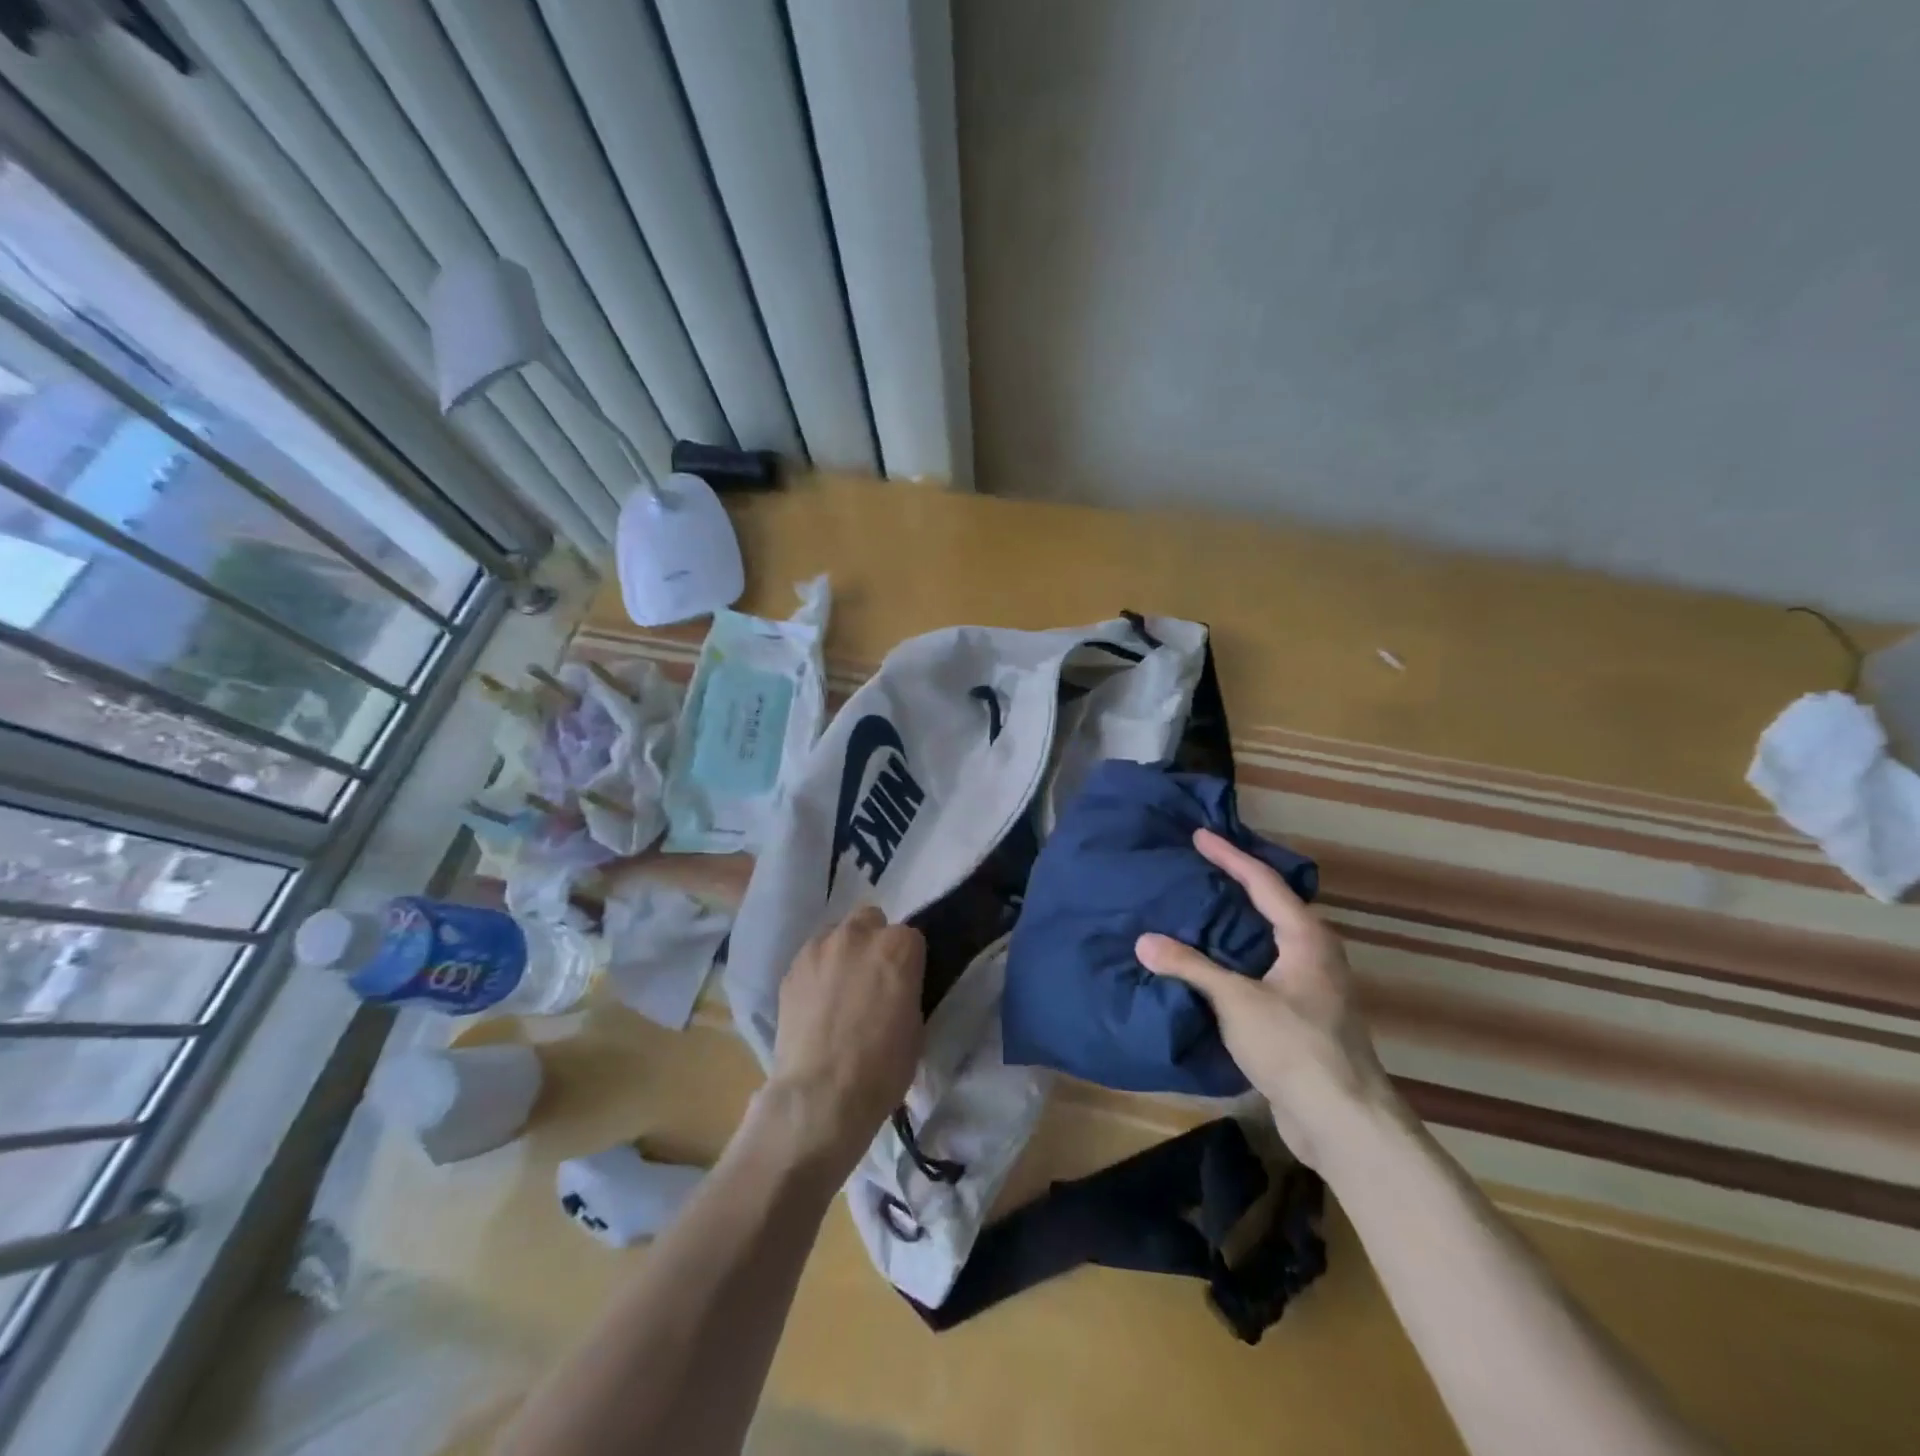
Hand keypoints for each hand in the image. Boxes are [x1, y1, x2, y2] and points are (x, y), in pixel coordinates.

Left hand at [762, 906, 925, 1176]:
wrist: (821, 1096)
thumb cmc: (882, 1068)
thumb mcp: (916, 1026)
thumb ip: (907, 990)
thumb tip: (897, 987)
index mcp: (898, 946)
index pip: (911, 937)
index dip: (908, 961)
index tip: (905, 983)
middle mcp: (859, 935)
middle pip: (871, 920)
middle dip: (874, 940)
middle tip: (872, 977)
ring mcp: (820, 947)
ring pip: (837, 933)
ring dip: (844, 951)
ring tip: (840, 988)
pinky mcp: (791, 968)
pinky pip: (811, 957)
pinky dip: (818, 970)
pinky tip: (817, 1002)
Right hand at [1136, 828, 1396, 1167]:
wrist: (1342, 1120)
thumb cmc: (1294, 1046)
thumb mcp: (1236, 1000)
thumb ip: (1190, 966)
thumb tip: (1144, 941)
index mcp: (1307, 937)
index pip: (1263, 882)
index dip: (1229, 856)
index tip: (1200, 835)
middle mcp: (1315, 953)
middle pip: (1272, 904)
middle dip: (1237, 883)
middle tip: (1200, 866)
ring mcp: (1312, 986)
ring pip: (1268, 938)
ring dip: (1236, 922)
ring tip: (1198, 908)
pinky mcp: (1302, 1015)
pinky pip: (1263, 968)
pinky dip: (1236, 956)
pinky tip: (1210, 963)